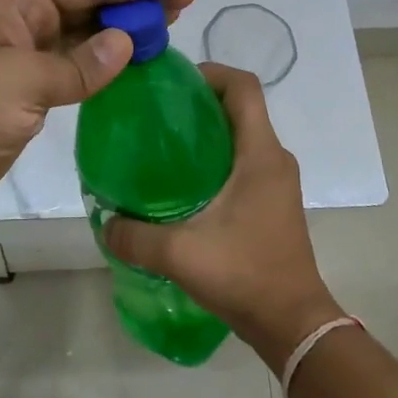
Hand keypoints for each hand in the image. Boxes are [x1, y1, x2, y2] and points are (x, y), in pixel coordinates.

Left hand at [0, 0, 195, 229]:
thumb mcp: (24, 79)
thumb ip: (80, 64)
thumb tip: (126, 45)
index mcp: (18, 2)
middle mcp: (24, 23)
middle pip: (90, 3)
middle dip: (135, 0)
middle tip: (185, 1)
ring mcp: (25, 60)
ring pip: (85, 37)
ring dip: (123, 33)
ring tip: (168, 29)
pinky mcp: (27, 95)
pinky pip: (76, 71)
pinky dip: (105, 68)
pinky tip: (133, 68)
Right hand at [105, 65, 344, 373]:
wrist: (293, 324)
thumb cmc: (245, 275)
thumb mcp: (180, 254)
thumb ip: (134, 236)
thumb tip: (104, 221)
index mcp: (261, 155)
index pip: (244, 87)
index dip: (210, 73)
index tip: (172, 85)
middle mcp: (274, 159)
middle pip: (239, 107)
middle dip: (199, 102)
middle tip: (155, 115)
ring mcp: (276, 182)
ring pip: (241, 136)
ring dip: (207, 133)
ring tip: (162, 147)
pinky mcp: (272, 202)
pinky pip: (243, 162)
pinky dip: (215, 159)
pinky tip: (182, 185)